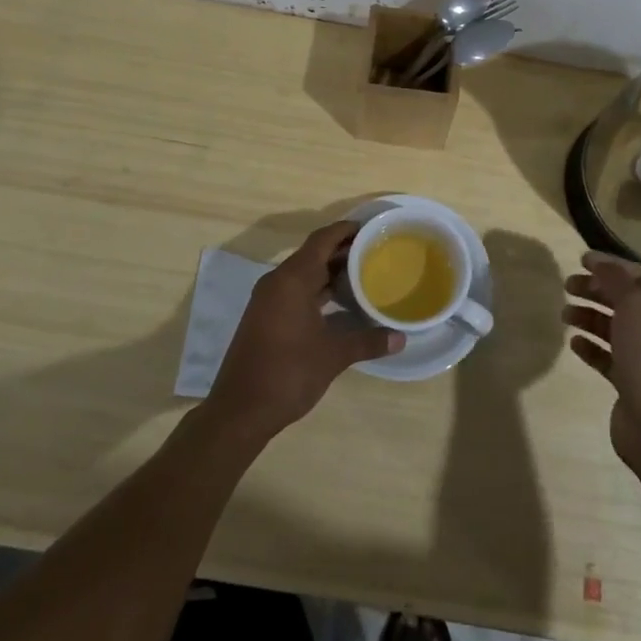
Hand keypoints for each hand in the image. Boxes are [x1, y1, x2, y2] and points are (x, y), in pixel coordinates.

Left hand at [206, 221, 400, 438]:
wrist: (239, 411)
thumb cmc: (287, 373)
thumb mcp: (333, 356)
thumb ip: (367, 341)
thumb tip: (401, 338)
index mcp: (291, 279)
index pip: (322, 240)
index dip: (346, 230)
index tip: (371, 228)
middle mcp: (277, 282)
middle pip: (313, 254)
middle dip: (343, 251)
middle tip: (375, 252)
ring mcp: (268, 300)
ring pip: (304, 274)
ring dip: (330, 272)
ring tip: (363, 274)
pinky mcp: (265, 317)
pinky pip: (295, 290)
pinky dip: (317, 290)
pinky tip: (339, 303)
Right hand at [562, 252, 640, 468]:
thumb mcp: (636, 306)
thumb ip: (615, 279)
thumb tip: (598, 261)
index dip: (612, 267)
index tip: (581, 260)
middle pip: (628, 302)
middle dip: (597, 291)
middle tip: (567, 286)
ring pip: (617, 330)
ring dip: (590, 318)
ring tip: (565, 314)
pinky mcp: (635, 386)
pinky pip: (610, 358)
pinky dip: (592, 348)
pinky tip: (574, 344)